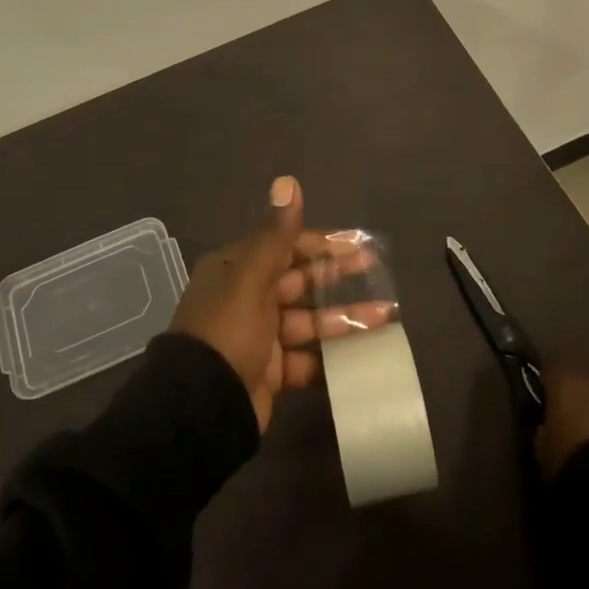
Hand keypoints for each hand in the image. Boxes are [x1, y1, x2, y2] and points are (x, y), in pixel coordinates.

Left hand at [169, 179, 395, 431]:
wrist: (203, 408)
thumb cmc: (228, 332)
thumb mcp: (251, 278)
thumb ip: (275, 235)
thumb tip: (288, 180)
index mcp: (236, 270)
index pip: (283, 247)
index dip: (319, 243)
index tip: (355, 245)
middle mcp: (246, 298)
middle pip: (299, 281)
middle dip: (336, 276)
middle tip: (376, 271)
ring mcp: (259, 337)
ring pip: (309, 321)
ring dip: (344, 317)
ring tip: (385, 316)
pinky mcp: (271, 372)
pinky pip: (307, 358)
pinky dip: (332, 356)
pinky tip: (363, 353)